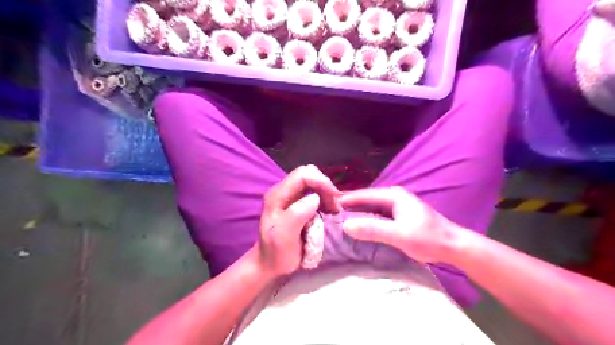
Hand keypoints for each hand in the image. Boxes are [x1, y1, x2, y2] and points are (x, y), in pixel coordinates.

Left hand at [255, 165, 340, 277]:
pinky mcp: (297, 202)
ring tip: (333, 209)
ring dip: (327, 193)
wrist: (270, 263)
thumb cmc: (277, 253)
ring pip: (313, 181)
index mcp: (277, 195)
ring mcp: (290, 196)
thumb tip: (315, 198)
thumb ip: (296, 215)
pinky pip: (314, 191)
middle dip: (325, 186)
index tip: (334, 199)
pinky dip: (325, 198)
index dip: (321, 181)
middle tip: (334, 206)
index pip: (302, 174)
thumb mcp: (284, 238)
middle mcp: (283, 191)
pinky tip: (328, 211)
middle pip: (308, 174)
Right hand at [338, 187, 463, 261]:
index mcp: (393, 195)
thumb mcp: (399, 235)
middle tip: (330, 210)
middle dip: (350, 204)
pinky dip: (367, 216)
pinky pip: (377, 213)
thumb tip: (346, 226)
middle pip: (366, 198)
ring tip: (340, 216)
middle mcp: (394, 196)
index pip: (364, 195)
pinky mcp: (399, 214)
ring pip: (371, 206)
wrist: (453, 246)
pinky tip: (359, 223)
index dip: (346, 199)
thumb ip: (373, 229)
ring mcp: (397, 205)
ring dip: (357, 210)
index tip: (329, 203)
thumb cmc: (427, 238)